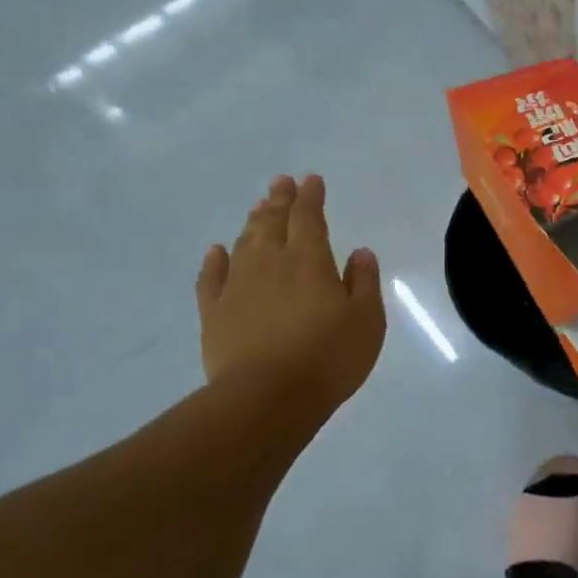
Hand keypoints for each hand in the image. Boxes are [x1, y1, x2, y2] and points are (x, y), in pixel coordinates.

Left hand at [195, 174, 385, 413]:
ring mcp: (237, 287)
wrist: (267, 397)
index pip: (309, 217)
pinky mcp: (214, 313)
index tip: (312, 180)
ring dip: (253, 222)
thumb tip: (360, 251)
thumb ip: (363, 281)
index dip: (311, 196)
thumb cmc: (328, 356)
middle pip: (273, 222)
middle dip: (279, 200)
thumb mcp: (366, 319)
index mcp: (309, 260)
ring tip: (259, 207)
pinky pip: (211, 278)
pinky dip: (214, 260)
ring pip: (244, 243)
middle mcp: (270, 263)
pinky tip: (217, 250)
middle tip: (281, 181)